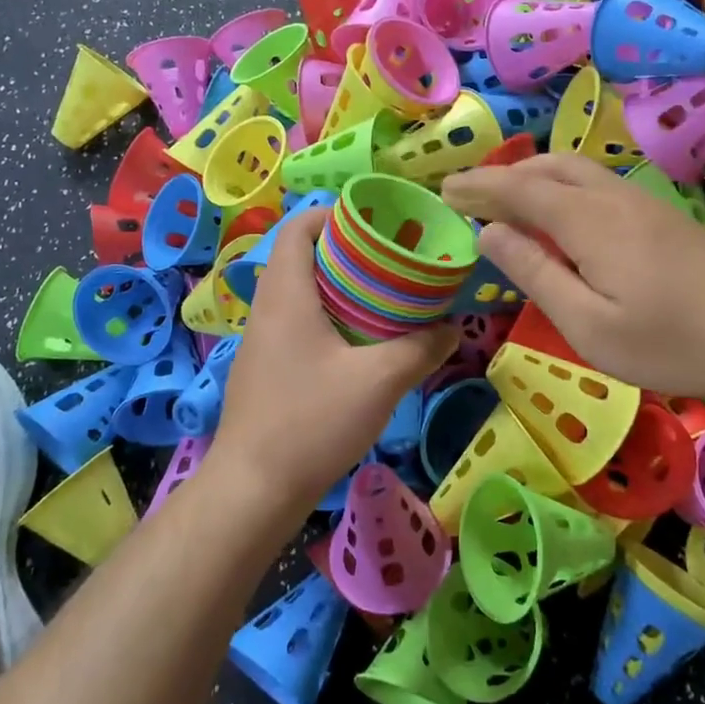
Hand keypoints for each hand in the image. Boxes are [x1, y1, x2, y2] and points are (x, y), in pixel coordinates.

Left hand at [212, 208, 456, 512]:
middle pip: (303, 256)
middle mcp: (268, 307)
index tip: (376, 223)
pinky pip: (299, 322)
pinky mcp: (267, 367)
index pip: (298, 227)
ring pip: (302, 292)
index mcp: (286, 293)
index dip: (334, 214)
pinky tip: (362, 344)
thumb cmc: (310, 422)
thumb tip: (451, 328)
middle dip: (348, 251)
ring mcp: (263, 340)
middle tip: (394, 261)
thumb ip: (420, 348)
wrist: (253, 489)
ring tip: (386, 298)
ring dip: (340, 287)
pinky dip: (330, 317)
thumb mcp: (379, 382)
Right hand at [442, 154, 704, 400]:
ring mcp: (641, 201)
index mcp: (588, 221)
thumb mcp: (588, 324)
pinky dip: (561, 184)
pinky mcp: (659, 213)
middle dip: (502, 175)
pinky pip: (596, 182)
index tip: (444, 188)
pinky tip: (559, 211)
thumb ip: (535, 274)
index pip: (519, 189)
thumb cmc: (669, 343)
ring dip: (532, 175)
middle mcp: (611, 197)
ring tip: (504, 197)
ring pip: (575, 170)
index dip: (479, 187)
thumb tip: (490, 235)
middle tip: (467, 193)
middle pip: (547, 168)